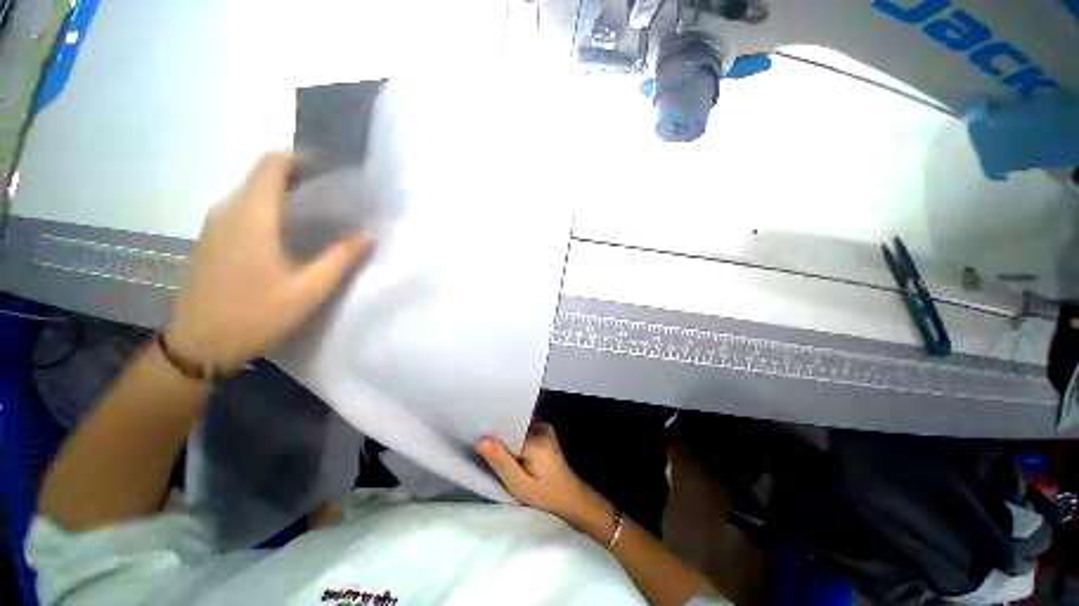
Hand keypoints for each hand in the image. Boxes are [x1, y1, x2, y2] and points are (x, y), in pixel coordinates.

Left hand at [167, 151, 373, 372]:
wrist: (198, 345)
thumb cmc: (255, 315)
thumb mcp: (308, 290)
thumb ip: (341, 258)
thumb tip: (369, 235)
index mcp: (252, 216)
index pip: (273, 164)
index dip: (303, 159)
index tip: (333, 172)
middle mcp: (229, 210)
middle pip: (263, 174)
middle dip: (300, 176)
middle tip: (336, 195)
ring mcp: (216, 225)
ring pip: (252, 191)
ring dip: (285, 192)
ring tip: (320, 212)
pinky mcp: (213, 239)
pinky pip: (243, 208)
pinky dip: (270, 207)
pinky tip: (290, 232)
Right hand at [478, 422, 613, 530]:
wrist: (570, 496)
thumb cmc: (545, 494)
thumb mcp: (519, 484)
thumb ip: (501, 461)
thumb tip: (481, 440)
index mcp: (535, 438)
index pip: (508, 427)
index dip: (492, 432)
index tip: (477, 435)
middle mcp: (541, 427)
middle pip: (513, 424)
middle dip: (499, 433)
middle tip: (481, 441)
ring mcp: (544, 428)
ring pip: (518, 426)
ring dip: (507, 434)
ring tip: (491, 442)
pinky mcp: (545, 432)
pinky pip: (525, 428)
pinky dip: (515, 436)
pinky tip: (507, 446)